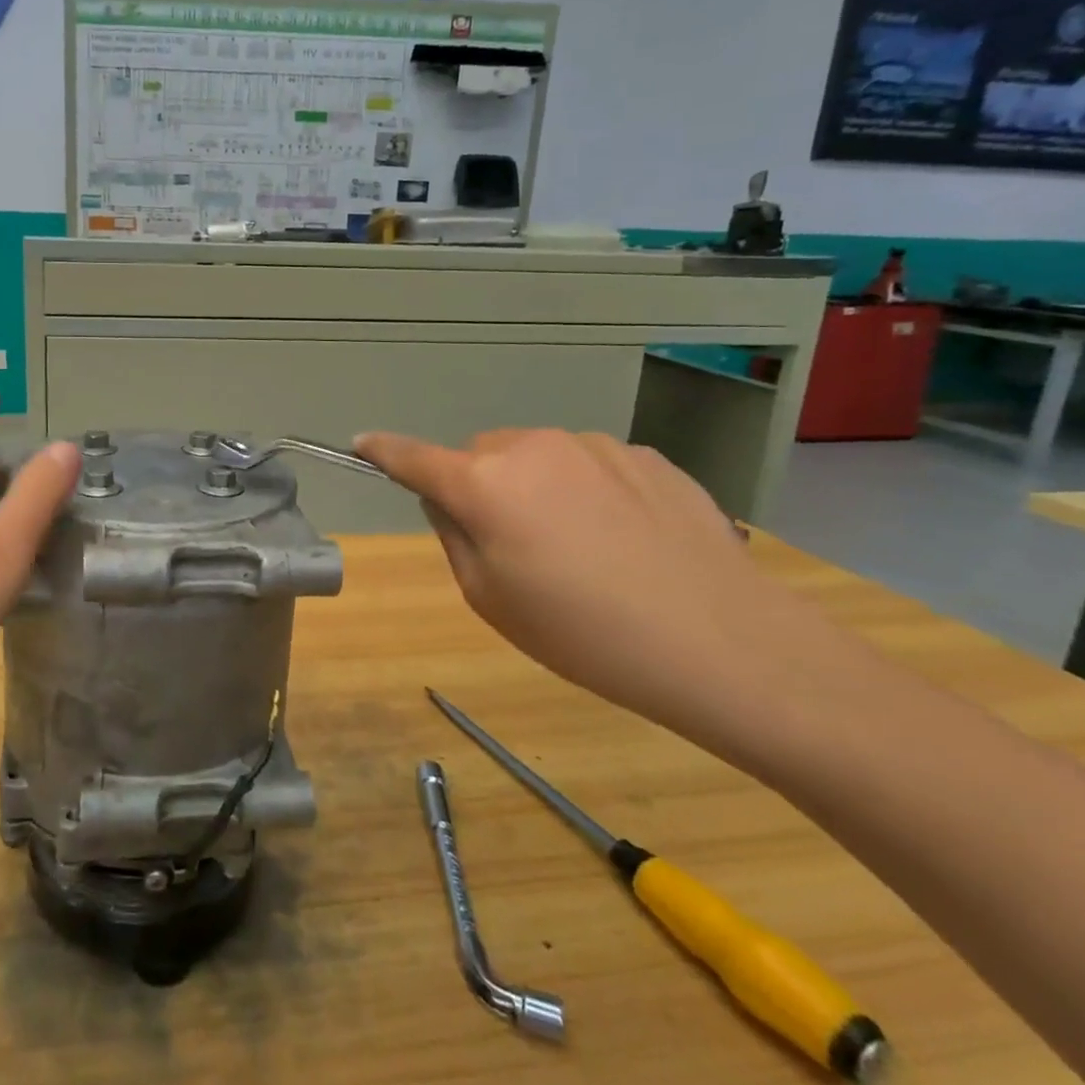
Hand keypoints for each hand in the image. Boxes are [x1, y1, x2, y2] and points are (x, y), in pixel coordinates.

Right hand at [355, 429, 842, 745]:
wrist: (723, 643)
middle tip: (511, 545)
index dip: (382, 450)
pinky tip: (625, 540)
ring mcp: (594, 446)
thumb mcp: (490, 598)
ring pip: (537, 456)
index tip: (360, 441)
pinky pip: (589, 465)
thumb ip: (453, 535)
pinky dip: (586, 491)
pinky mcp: (645, 456)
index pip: (413, 457)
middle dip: (479, 486)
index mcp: (484, 484)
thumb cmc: (583, 633)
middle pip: (481, 456)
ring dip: (535, 487)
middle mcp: (532, 447)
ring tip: (580, 549)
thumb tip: (447, 498)